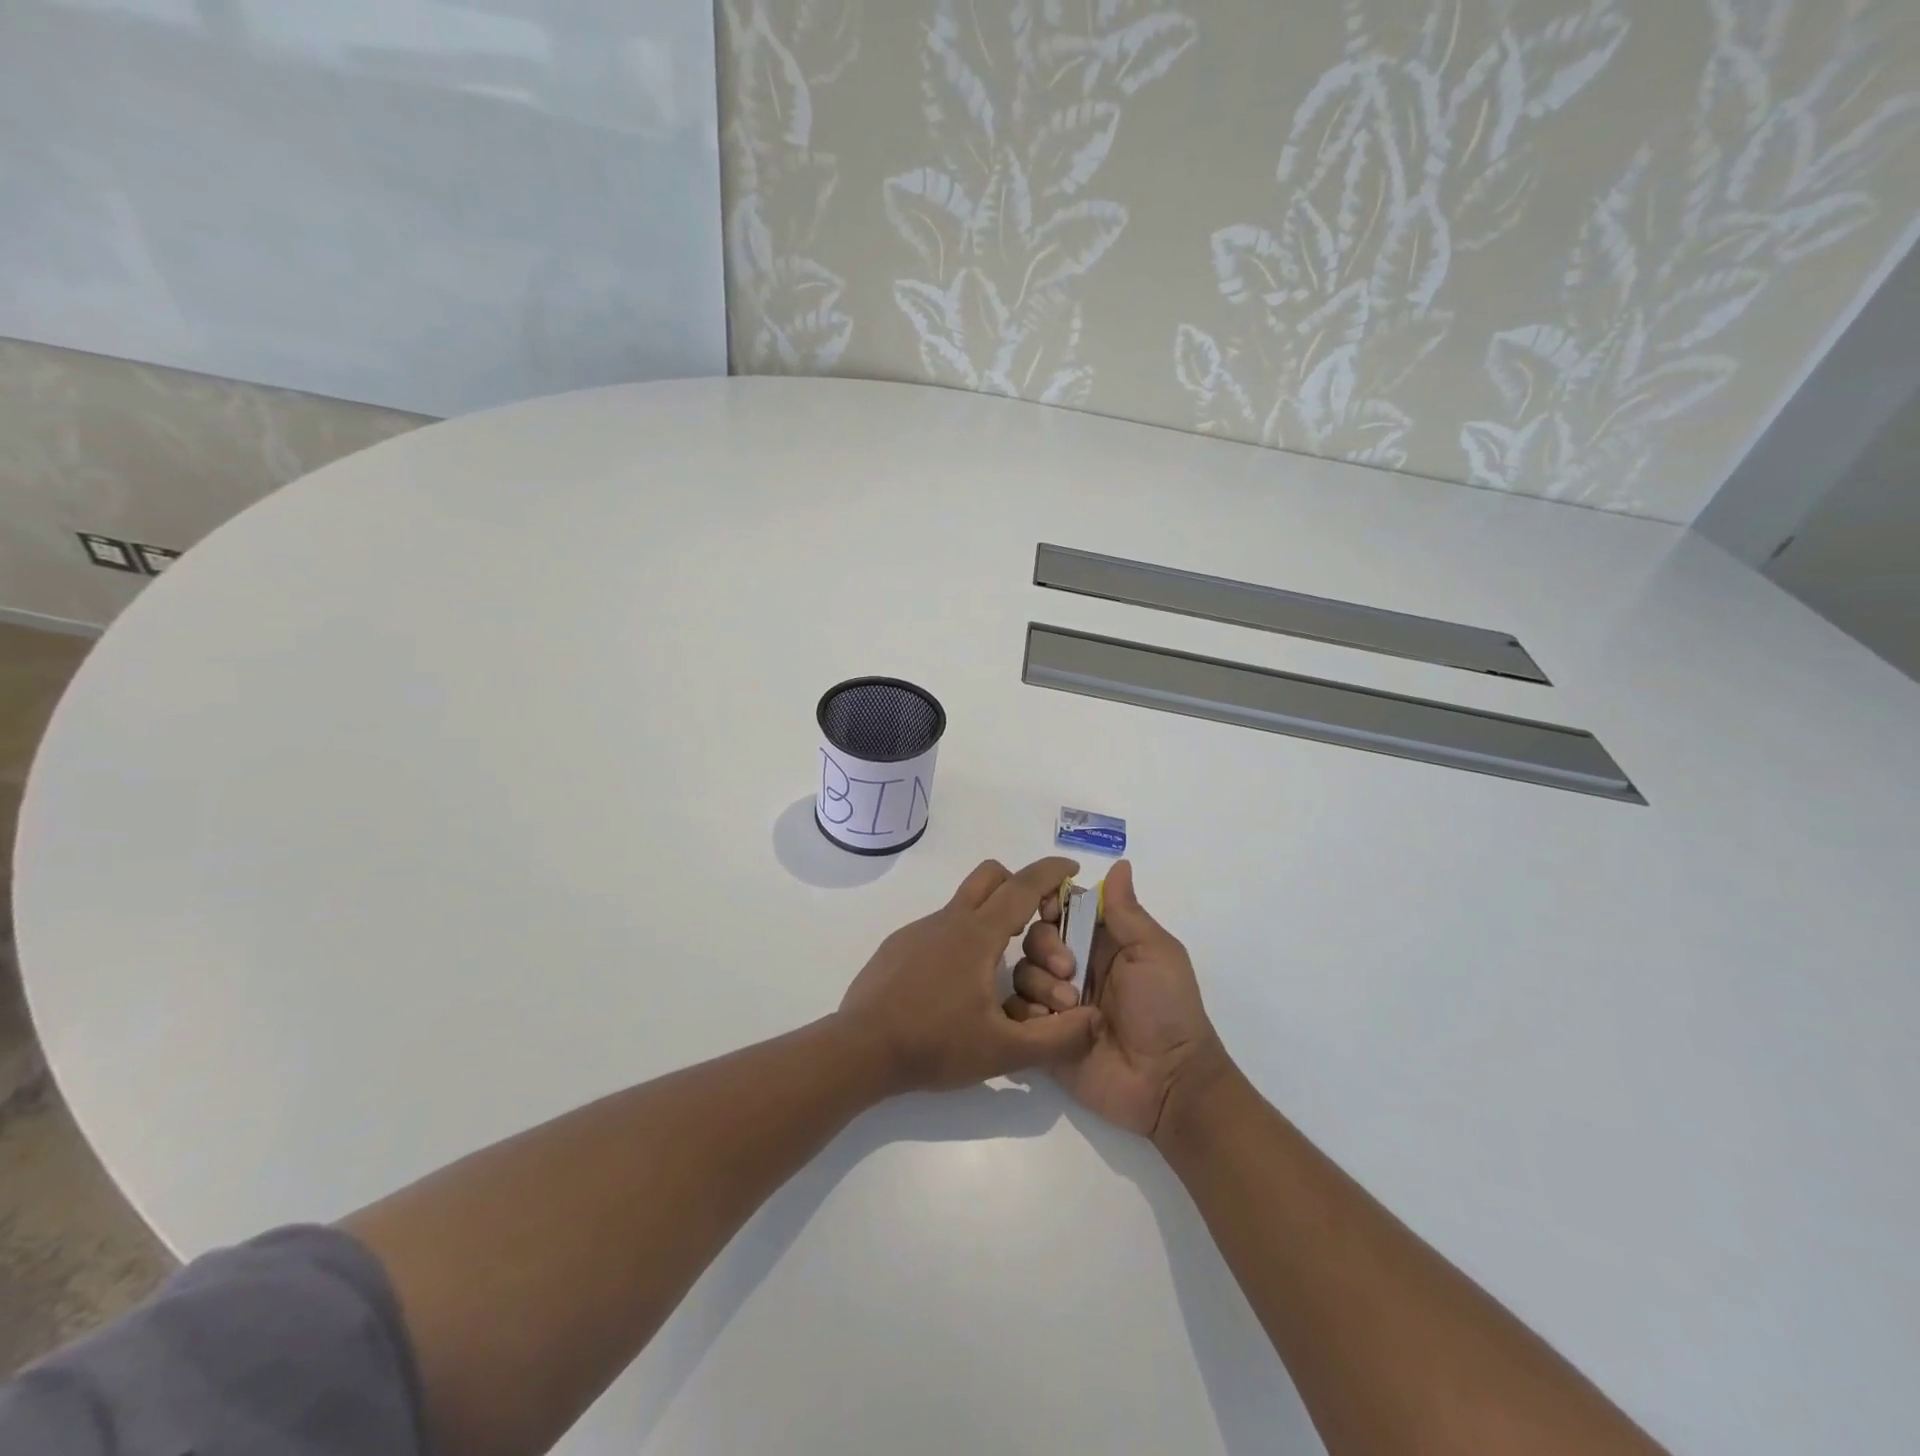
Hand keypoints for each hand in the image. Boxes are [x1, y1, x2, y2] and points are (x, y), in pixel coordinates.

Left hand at [838, 856, 1100, 1093]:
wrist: (860, 1049)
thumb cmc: (934, 1044)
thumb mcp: (1003, 1051)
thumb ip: (1055, 1039)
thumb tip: (1094, 1021)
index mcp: (977, 935)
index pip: (1022, 887)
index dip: (1050, 873)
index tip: (1071, 867)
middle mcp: (948, 921)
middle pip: (990, 876)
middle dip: (1018, 884)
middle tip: (1035, 920)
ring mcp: (918, 931)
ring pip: (963, 905)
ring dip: (989, 919)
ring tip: (1000, 967)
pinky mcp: (897, 946)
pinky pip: (938, 929)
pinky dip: (960, 940)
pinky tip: (957, 986)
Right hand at [1006, 860, 1229, 1139]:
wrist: (1167, 1082)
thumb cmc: (1167, 1009)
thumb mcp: (1155, 953)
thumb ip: (1128, 912)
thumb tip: (1119, 864)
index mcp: (1101, 942)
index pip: (1063, 909)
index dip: (1050, 905)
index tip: (1051, 912)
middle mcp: (1075, 967)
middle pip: (1035, 937)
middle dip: (1045, 948)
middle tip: (1070, 971)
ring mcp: (1057, 1002)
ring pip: (1022, 973)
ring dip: (1040, 984)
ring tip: (1068, 1007)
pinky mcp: (1044, 1036)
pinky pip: (1016, 1013)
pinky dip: (1026, 1014)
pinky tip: (1049, 1025)